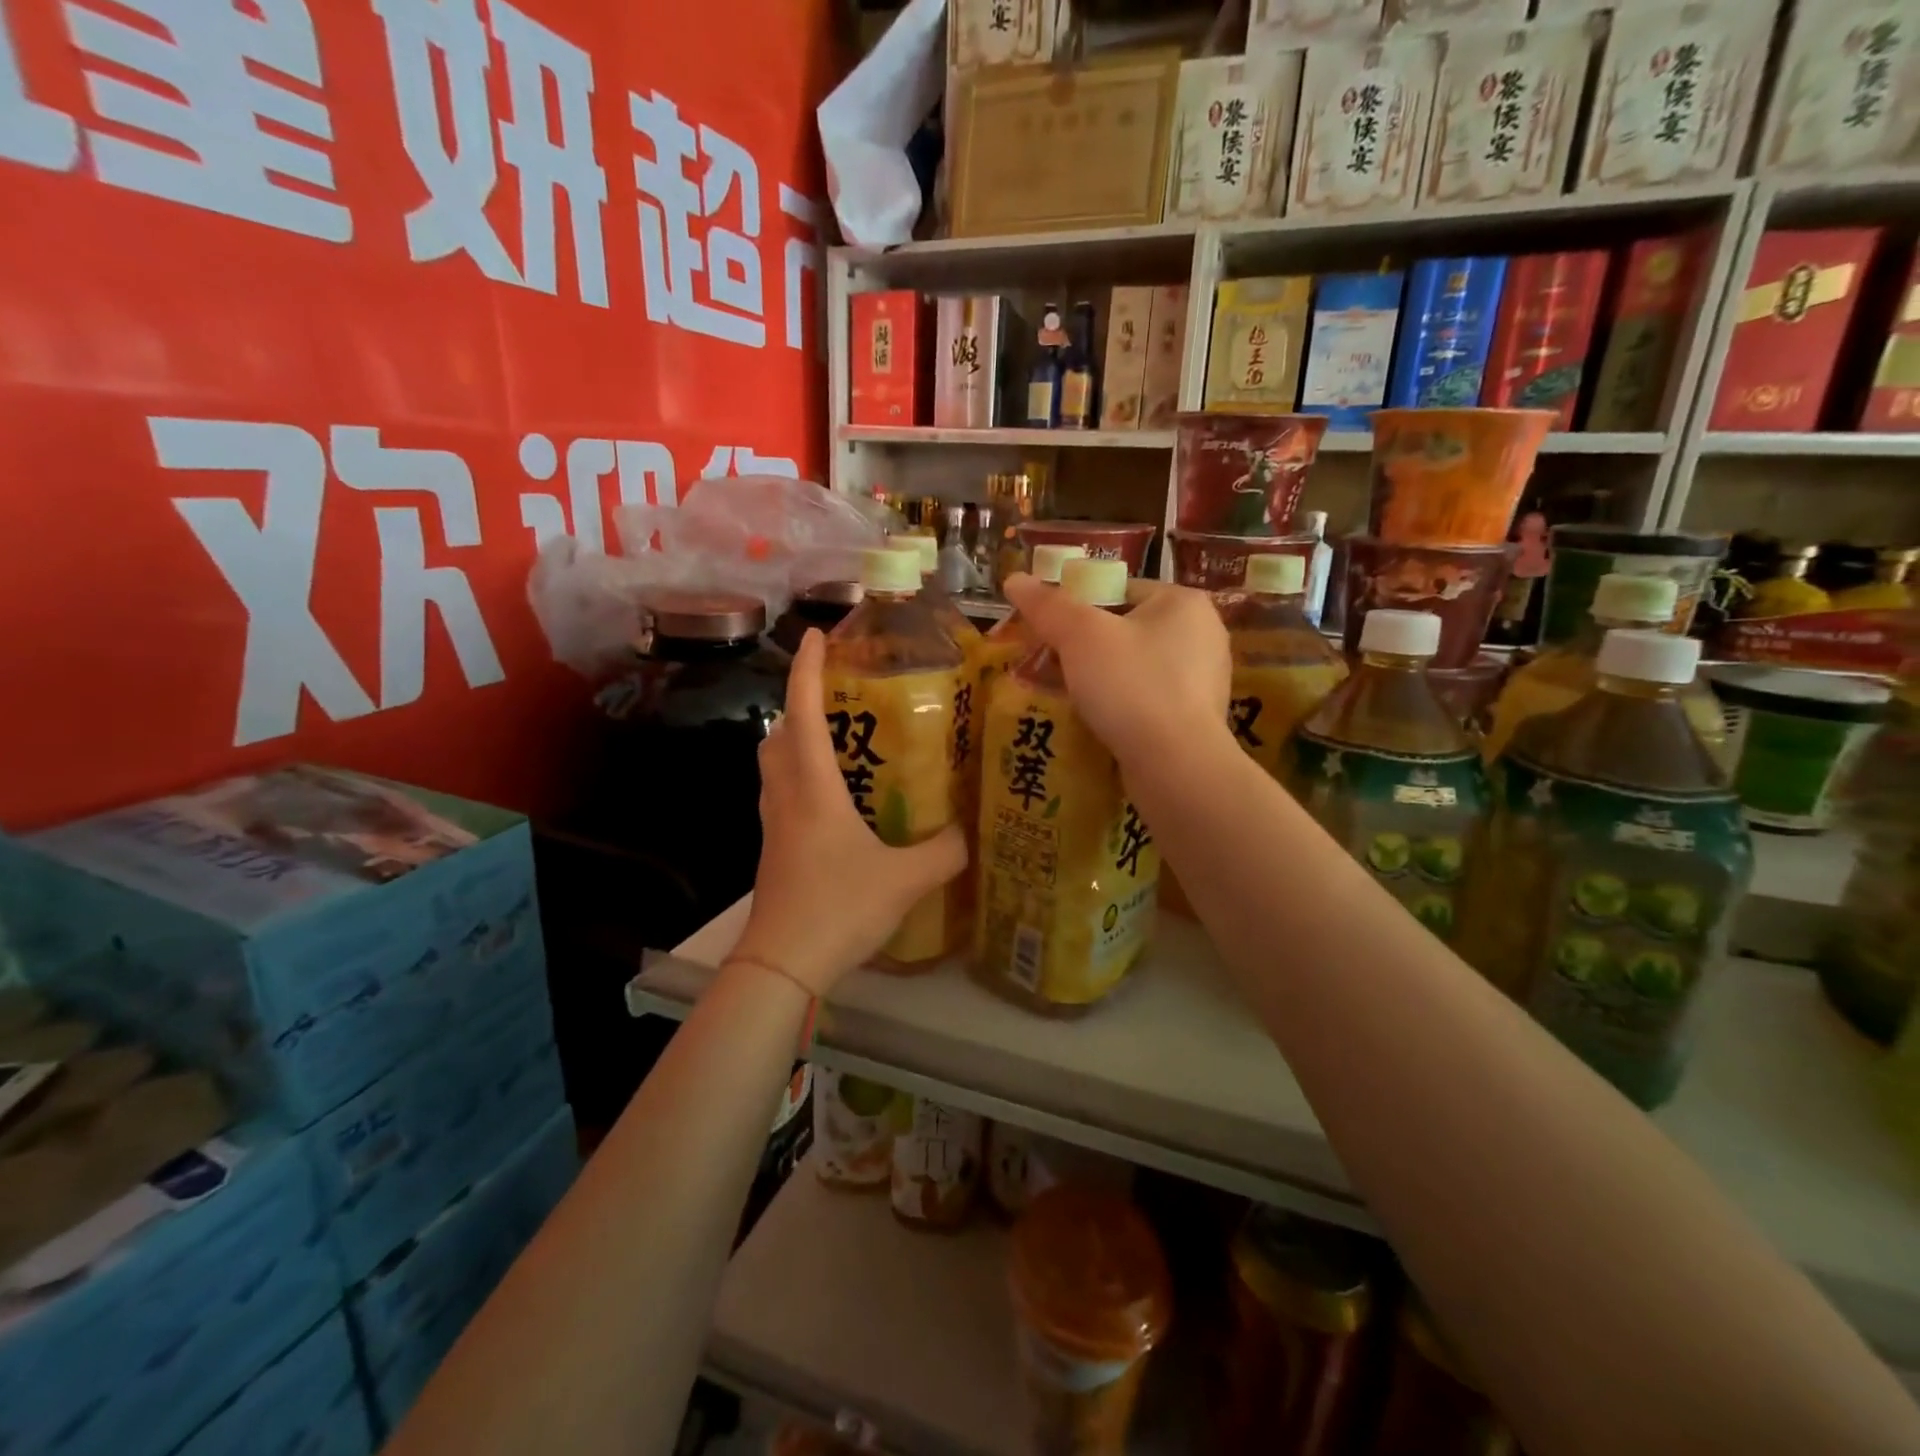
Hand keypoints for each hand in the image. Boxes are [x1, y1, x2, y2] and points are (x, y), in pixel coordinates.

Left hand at [731, 629, 968, 995]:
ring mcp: (773, 825)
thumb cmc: (839, 907)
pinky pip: (780, 795)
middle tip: (837, 696)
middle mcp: (786, 797)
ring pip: (773, 765)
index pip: (802, 712)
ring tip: (836, 741)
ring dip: (794, 741)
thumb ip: (944, 852)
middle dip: (799, 704)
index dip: (806, 669)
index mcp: (813, 788)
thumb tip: (970, 833)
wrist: (783, 963)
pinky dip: (798, 777)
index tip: (815, 635)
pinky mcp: (773, 850)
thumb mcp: (905, 879)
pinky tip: (833, 800)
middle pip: (779, 734)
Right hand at [1001, 573, 1231, 766]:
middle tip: (1048, 664)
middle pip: (1126, 629)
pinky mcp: (1196, 719)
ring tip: (1065, 693)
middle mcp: (1203, 635)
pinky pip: (1146, 699)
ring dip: (1099, 678)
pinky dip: (1120, 705)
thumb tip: (1013, 579)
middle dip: (1084, 646)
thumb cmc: (1131, 685)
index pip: (1119, 588)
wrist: (1176, 766)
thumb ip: (1047, 605)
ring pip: (1134, 667)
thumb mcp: (1080, 636)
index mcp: (1183, 602)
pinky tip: (1096, 720)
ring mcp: (1203, 680)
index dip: (1077, 606)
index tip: (1047, 630)